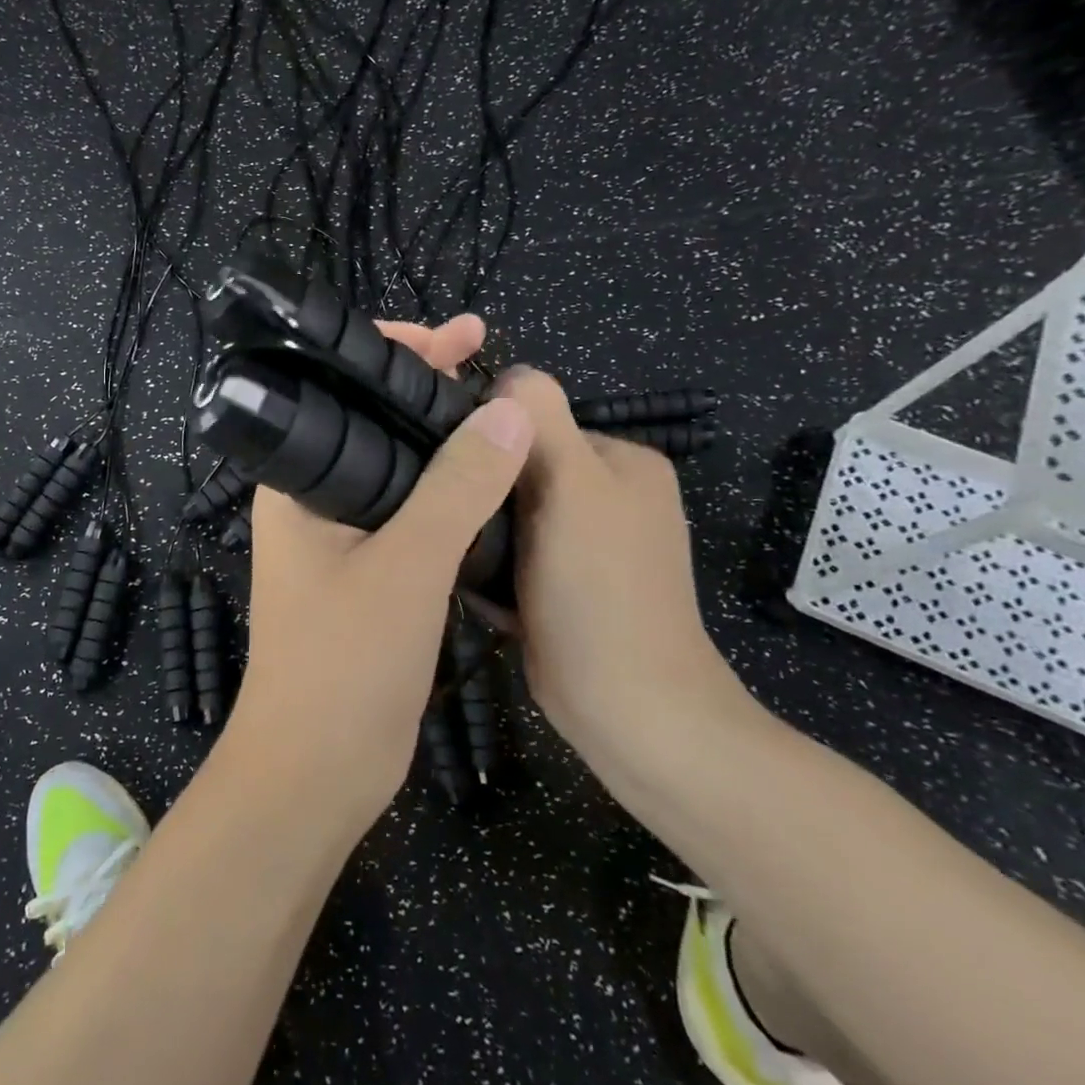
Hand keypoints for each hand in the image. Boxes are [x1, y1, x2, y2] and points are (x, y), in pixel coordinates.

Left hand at [220, 316, 533, 834]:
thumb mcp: (407, 567)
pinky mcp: (371, 574)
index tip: (461, 336)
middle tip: (490, 364)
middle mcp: (314, 501)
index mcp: (298, 483)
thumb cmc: (344, 664)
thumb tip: (510, 413)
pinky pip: (414, 514)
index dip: (397, 353)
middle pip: (374, 424)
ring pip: (401, 471)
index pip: (341, 391)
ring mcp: (343, 539)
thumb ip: (457, 488)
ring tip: (502, 412)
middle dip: (429, 391)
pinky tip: (493, 480)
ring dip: (445, 442)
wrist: (318, 770)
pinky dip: (451, 492)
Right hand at [495, 368, 755, 772]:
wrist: (629, 710)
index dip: (492, 445)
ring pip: (510, 517)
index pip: (536, 424)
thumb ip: (541, 420)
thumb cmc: (599, 590)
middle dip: (484, 495)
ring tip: (458, 558)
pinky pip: (514, 557)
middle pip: (520, 471)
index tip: (456, 475)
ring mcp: (590, 547)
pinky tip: (476, 589)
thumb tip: (507, 374)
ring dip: (482, 534)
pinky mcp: (567, 588)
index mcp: (622, 462)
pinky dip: (492, 569)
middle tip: (455, 522)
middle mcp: (611, 497)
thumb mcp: (572, 486)